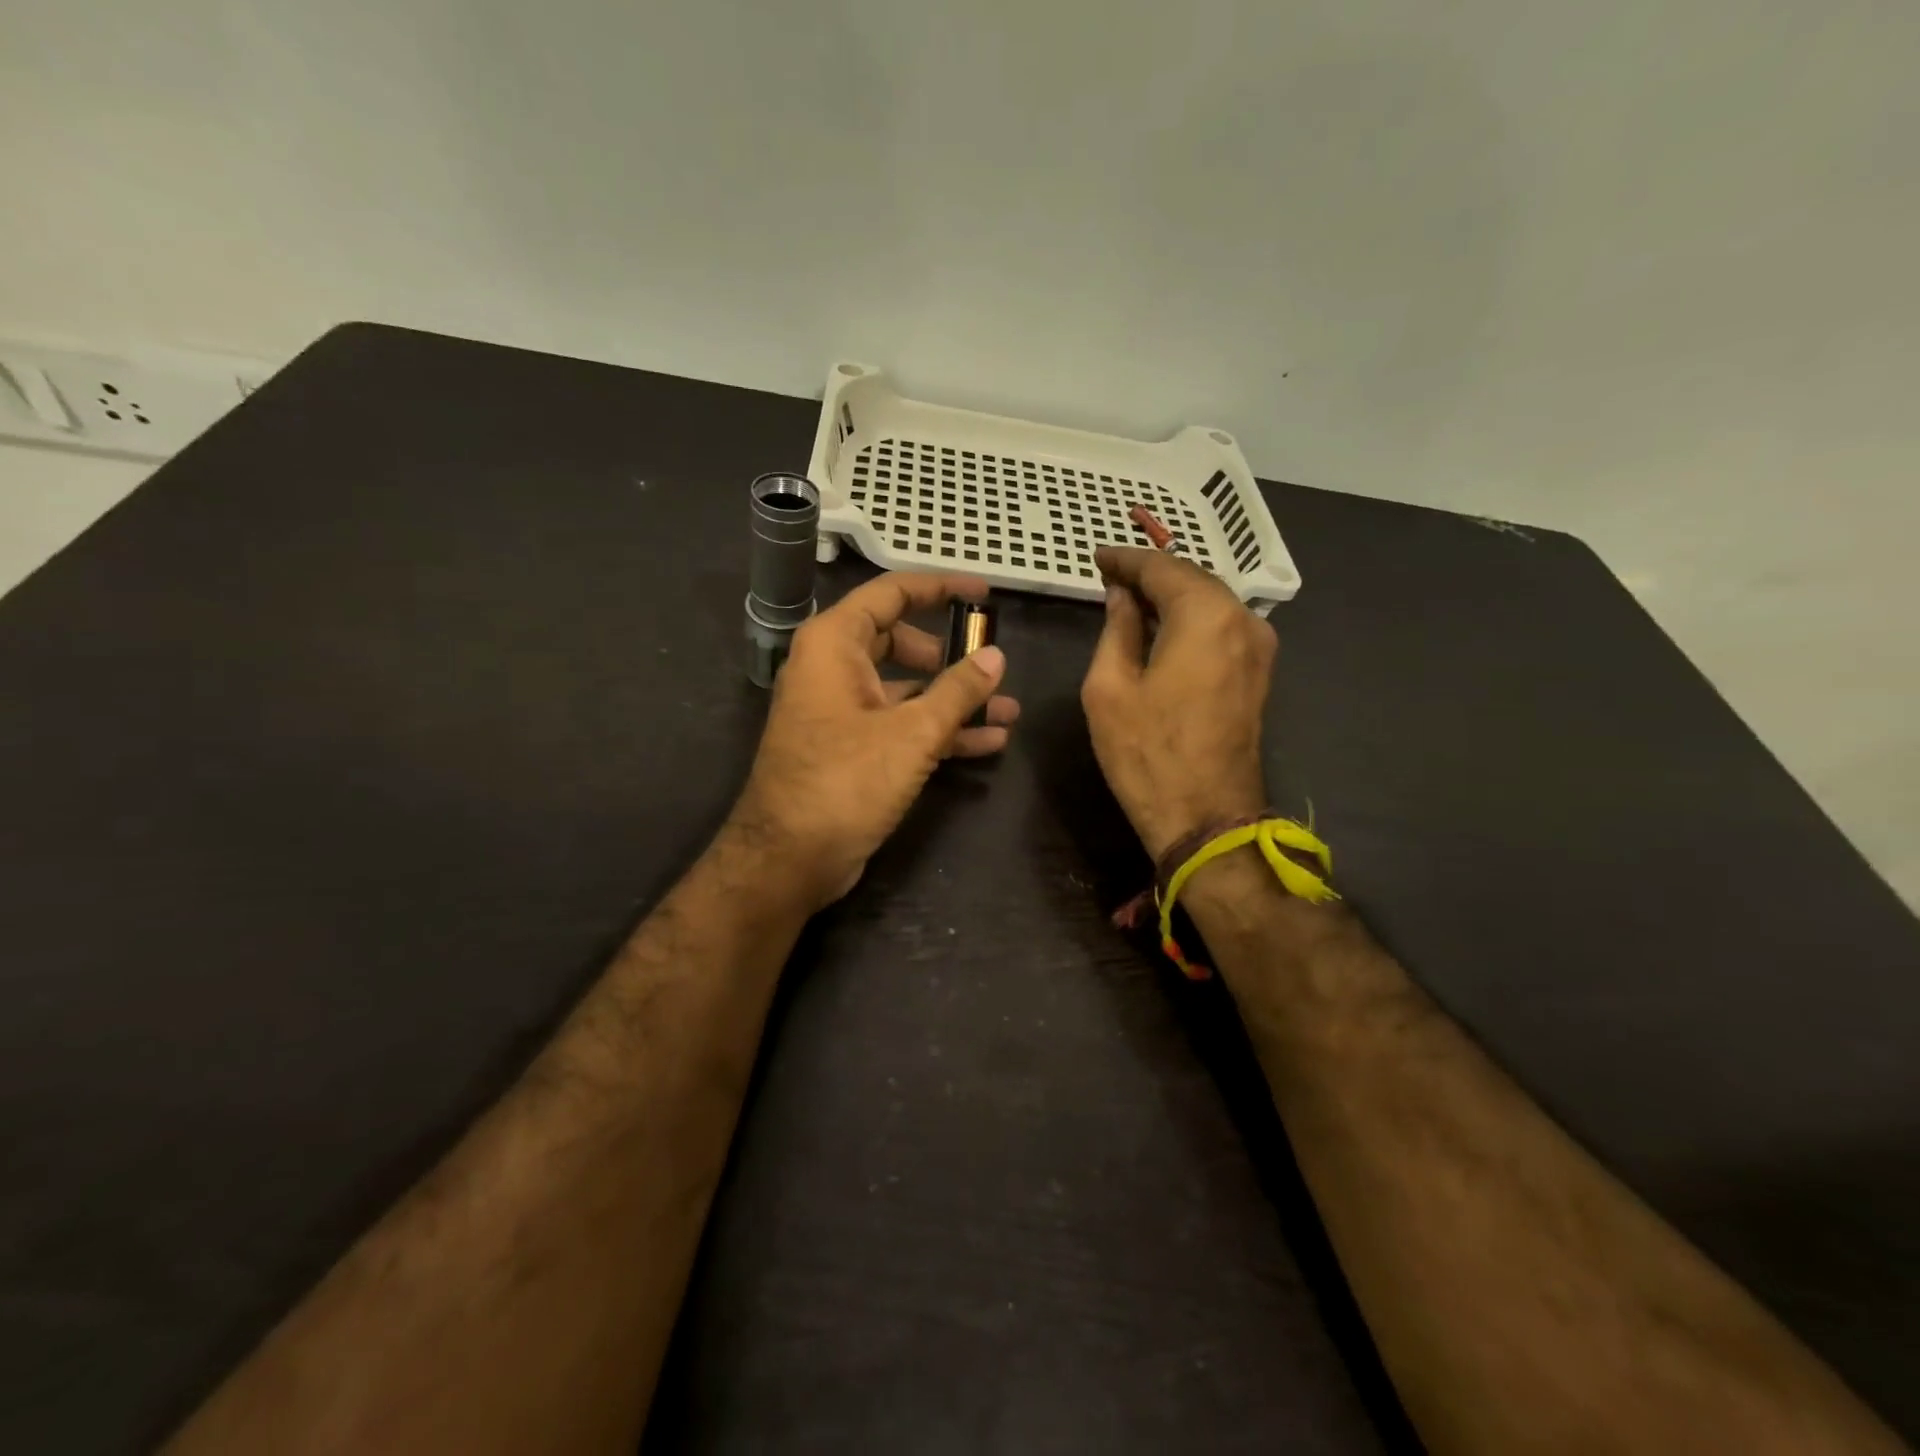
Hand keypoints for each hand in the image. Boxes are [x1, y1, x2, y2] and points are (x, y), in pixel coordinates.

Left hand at [732, 571, 1019, 909]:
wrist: (790, 858)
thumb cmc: (846, 781)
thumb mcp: (913, 732)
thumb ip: (959, 690)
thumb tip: (995, 656)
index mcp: (834, 644)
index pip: (892, 594)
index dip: (940, 588)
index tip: (984, 593)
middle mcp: (834, 669)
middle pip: (900, 641)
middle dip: (950, 654)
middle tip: (989, 664)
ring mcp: (842, 711)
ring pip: (906, 690)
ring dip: (954, 700)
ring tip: (1008, 710)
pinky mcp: (852, 750)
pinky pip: (901, 726)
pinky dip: (939, 731)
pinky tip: (988, 743)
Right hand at [1080, 547, 1275, 860]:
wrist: (1206, 817)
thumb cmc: (1147, 753)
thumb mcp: (1109, 688)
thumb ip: (1117, 630)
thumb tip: (1121, 597)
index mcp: (1206, 616)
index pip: (1162, 568)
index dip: (1126, 560)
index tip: (1097, 558)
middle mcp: (1243, 620)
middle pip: (1193, 579)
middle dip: (1151, 574)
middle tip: (1110, 577)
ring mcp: (1259, 647)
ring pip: (1210, 602)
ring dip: (1171, 596)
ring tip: (1130, 600)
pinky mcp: (1259, 673)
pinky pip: (1221, 627)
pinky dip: (1190, 619)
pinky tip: (1161, 628)